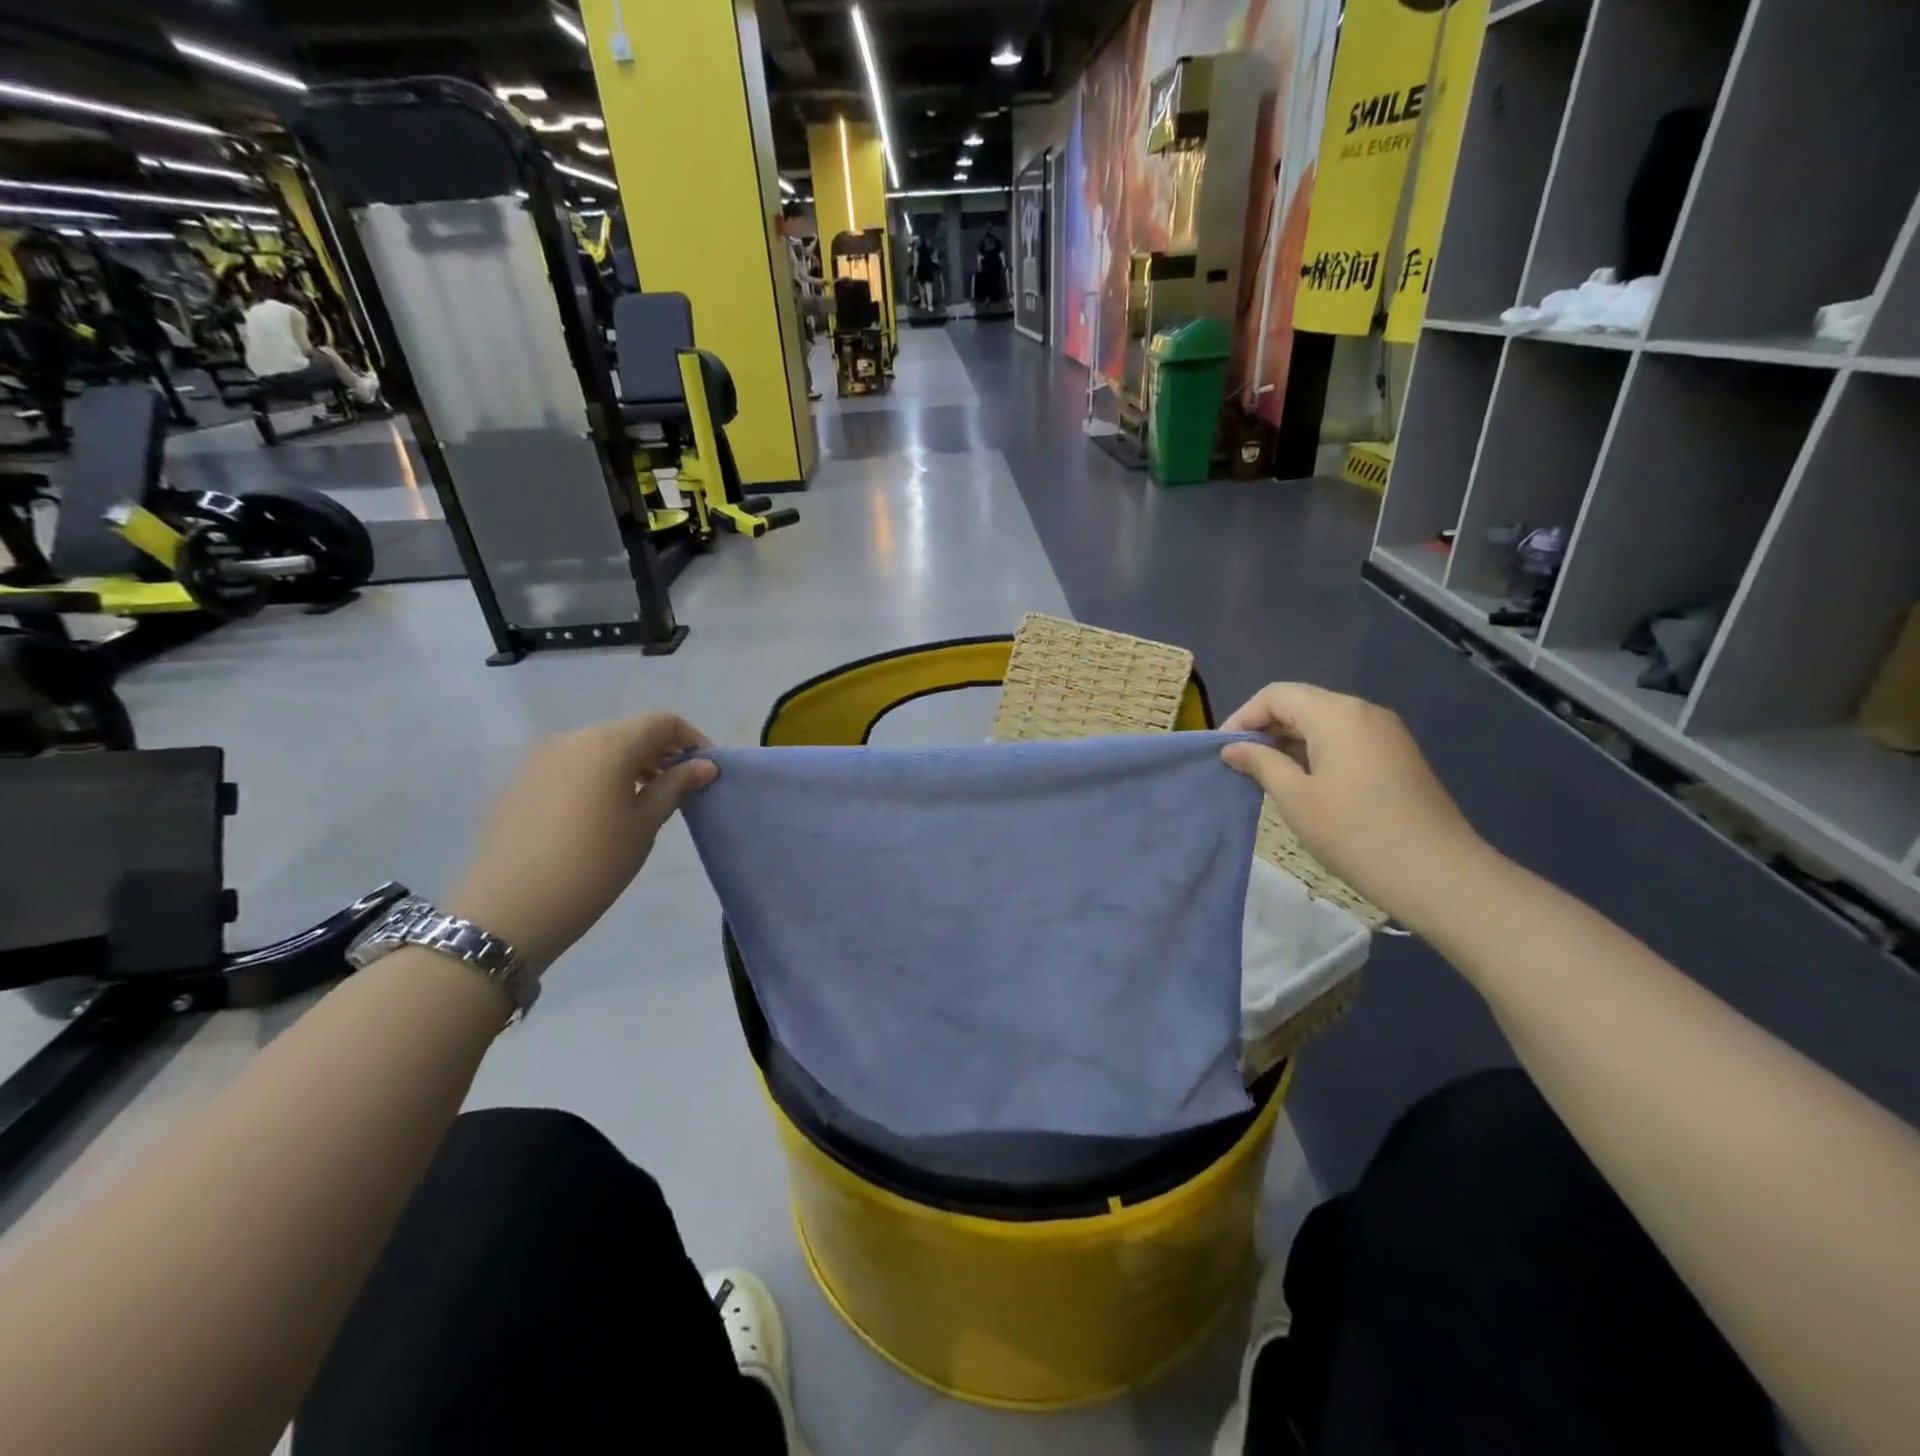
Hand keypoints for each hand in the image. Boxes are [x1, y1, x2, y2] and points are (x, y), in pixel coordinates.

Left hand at [445, 715, 716, 972]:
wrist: (509, 909)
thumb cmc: (593, 865)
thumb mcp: (644, 825)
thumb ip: (675, 786)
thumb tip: (704, 764)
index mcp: (608, 744)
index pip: (662, 722)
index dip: (692, 739)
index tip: (707, 770)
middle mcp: (572, 739)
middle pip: (629, 732)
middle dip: (661, 752)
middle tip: (682, 787)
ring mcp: (540, 759)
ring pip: (599, 747)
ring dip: (630, 764)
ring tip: (646, 800)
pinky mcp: (521, 782)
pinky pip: (572, 766)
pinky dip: (599, 776)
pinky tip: (603, 812)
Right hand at [1222, 684, 1495, 932]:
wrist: (1438, 875)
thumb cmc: (1355, 833)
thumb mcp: (1295, 798)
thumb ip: (1261, 764)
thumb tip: (1233, 748)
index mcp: (1337, 714)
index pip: (1276, 695)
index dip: (1243, 717)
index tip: (1223, 751)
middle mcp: (1363, 712)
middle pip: (1301, 704)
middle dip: (1265, 729)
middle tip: (1240, 766)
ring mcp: (1386, 734)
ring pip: (1323, 723)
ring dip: (1289, 743)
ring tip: (1266, 778)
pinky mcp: (1397, 757)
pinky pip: (1345, 740)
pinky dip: (1316, 753)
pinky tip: (1304, 786)